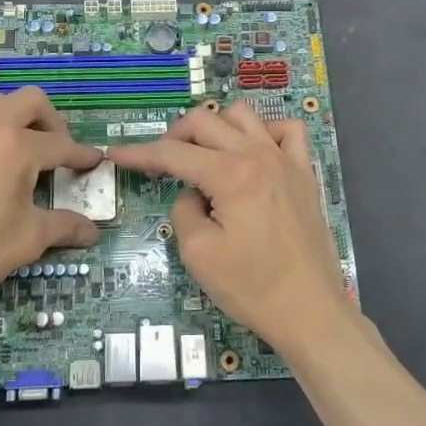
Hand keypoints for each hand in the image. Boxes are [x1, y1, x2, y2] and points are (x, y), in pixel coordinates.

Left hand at [0, 86, 102, 318]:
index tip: (94, 161)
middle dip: (51, 121)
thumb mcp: (27, 239)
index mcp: (15, 145)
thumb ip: (63, 226)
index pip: (60, 144)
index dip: (81, 154)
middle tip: (58, 151)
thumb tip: (92, 231)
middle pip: (29, 101)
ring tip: (23, 157)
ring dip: (17, 122)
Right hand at [109, 103, 353, 359]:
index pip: (173, 153)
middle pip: (204, 121)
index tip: (116, 154)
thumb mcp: (198, 254)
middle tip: (161, 163)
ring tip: (204, 155)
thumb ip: (184, 210)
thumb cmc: (251, 287)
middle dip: (173, 136)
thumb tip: (192, 193)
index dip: (140, 153)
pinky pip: (286, 130)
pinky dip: (264, 131)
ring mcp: (286, 160)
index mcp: (230, 174)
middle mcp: (258, 155)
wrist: (309, 311)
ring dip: (215, 127)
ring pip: (243, 114)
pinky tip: (253, 153)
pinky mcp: (305, 174)